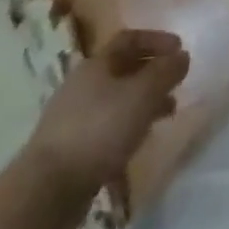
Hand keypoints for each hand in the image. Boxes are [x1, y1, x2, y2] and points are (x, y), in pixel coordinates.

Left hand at [21, 28, 189, 214]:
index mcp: (96, 64)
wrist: (46, 190)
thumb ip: (165, 72)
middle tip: (177, 81)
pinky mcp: (71, 147)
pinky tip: (140, 139)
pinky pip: (108, 124)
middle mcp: (83, 84)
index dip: (156, 39)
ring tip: (168, 112)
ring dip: (144, 100)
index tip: (180, 48)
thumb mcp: (142, 96)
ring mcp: (74, 116)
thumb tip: (182, 55)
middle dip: (153, 71)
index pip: (129, 39)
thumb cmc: (99, 130)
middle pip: (123, 67)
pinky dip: (129, 123)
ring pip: (117, 98)